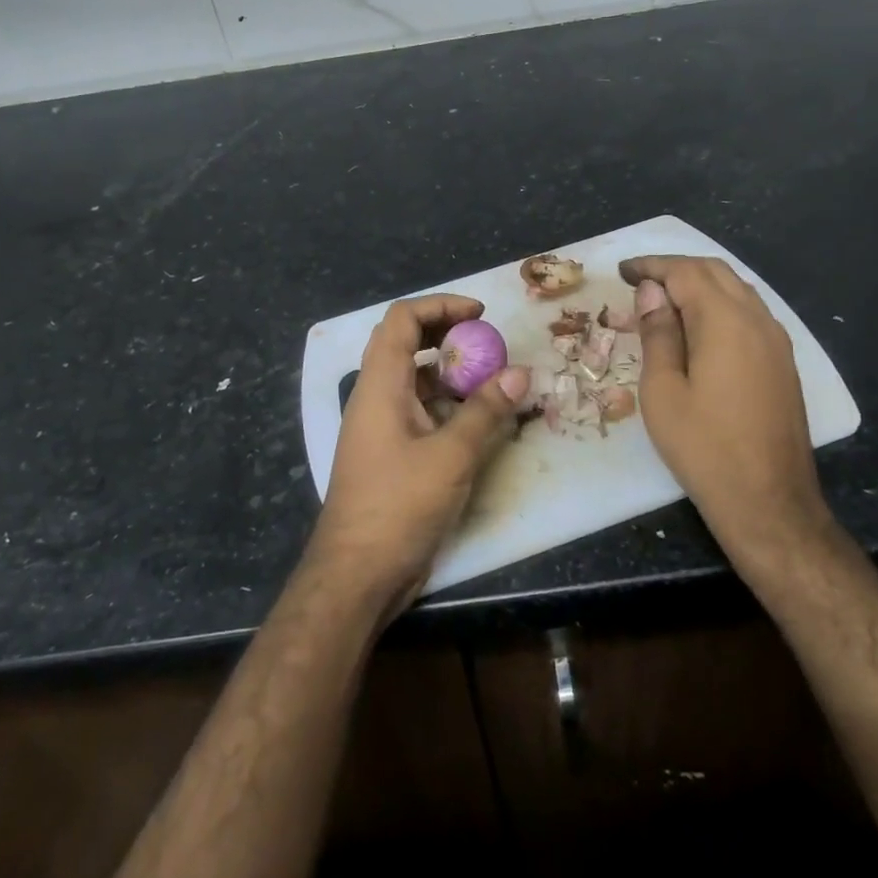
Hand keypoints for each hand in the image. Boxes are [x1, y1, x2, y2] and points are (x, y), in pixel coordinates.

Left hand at [307, 295, 530, 622]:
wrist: (357, 573)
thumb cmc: (399, 506)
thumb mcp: (451, 456)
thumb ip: (486, 412)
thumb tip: (520, 372)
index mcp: (380, 385)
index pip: (402, 319)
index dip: (440, 305)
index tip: (480, 315)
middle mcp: (375, 396)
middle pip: (404, 341)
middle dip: (446, 332)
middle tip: (487, 340)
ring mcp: (380, 425)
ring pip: (413, 377)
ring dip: (448, 370)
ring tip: (489, 377)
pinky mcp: (389, 451)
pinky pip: (417, 409)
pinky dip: (445, 402)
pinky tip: (475, 418)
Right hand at [618, 255, 834, 566]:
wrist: (768, 501)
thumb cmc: (703, 447)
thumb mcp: (663, 390)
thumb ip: (658, 333)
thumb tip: (652, 290)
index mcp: (725, 321)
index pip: (685, 272)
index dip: (651, 266)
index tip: (622, 271)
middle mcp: (757, 319)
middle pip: (715, 272)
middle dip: (676, 268)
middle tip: (639, 281)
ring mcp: (777, 341)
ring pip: (737, 289)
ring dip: (700, 283)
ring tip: (664, 299)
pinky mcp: (783, 362)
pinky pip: (750, 312)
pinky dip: (720, 303)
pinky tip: (699, 326)